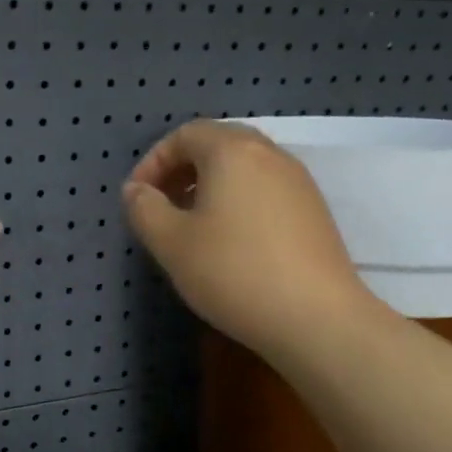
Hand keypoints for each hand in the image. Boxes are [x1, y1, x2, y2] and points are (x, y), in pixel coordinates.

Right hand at [122, 120, 376, 365]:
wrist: (315, 317)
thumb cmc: (232, 272)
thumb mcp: (171, 243)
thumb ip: (144, 209)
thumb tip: (136, 190)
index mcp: (232, 151)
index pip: (184, 134)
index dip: (153, 162)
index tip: (137, 199)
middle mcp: (269, 154)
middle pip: (217, 145)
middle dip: (182, 171)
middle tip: (162, 207)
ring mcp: (298, 181)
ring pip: (244, 169)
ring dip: (210, 187)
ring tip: (192, 227)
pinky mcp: (313, 211)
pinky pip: (265, 190)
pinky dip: (238, 202)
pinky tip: (230, 243)